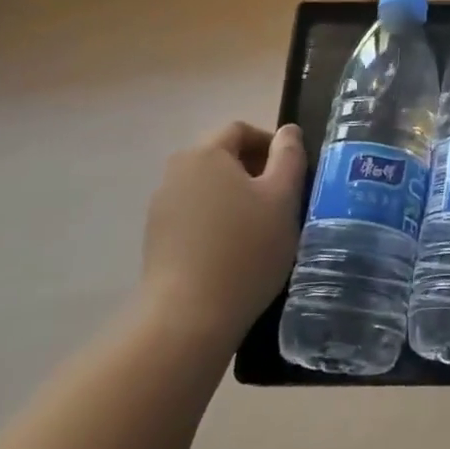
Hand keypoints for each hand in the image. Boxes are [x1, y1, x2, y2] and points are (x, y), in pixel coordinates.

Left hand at [143, 121, 306, 341]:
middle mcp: (176, 172)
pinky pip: (195, 215)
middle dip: (254, 171)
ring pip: (208, 187)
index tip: (292, 171)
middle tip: (282, 200)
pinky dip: (217, 221)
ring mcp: (162, 207)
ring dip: (236, 197)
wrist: (187, 318)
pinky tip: (234, 251)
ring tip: (261, 228)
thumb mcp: (282, 198)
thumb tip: (288, 130)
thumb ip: (289, 157)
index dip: (270, 143)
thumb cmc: (245, 249)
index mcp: (206, 154)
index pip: (240, 130)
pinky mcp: (157, 239)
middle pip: (221, 157)